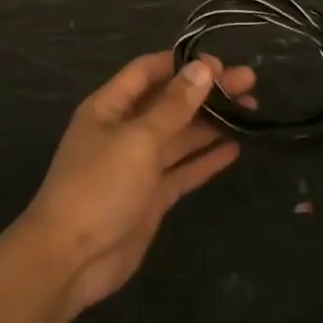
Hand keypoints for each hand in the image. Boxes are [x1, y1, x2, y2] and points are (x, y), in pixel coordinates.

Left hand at [20, 53, 252, 316]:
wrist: (70, 258)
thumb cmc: (99, 186)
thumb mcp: (139, 139)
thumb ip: (174, 105)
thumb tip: (203, 68)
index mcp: (110, 107)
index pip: (149, 71)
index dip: (183, 64)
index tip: (221, 63)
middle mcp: (124, 130)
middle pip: (170, 102)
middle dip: (206, 91)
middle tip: (249, 82)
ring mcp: (138, 165)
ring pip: (180, 135)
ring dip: (212, 122)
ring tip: (252, 109)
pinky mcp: (151, 196)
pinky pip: (183, 169)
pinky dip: (206, 158)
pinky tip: (235, 147)